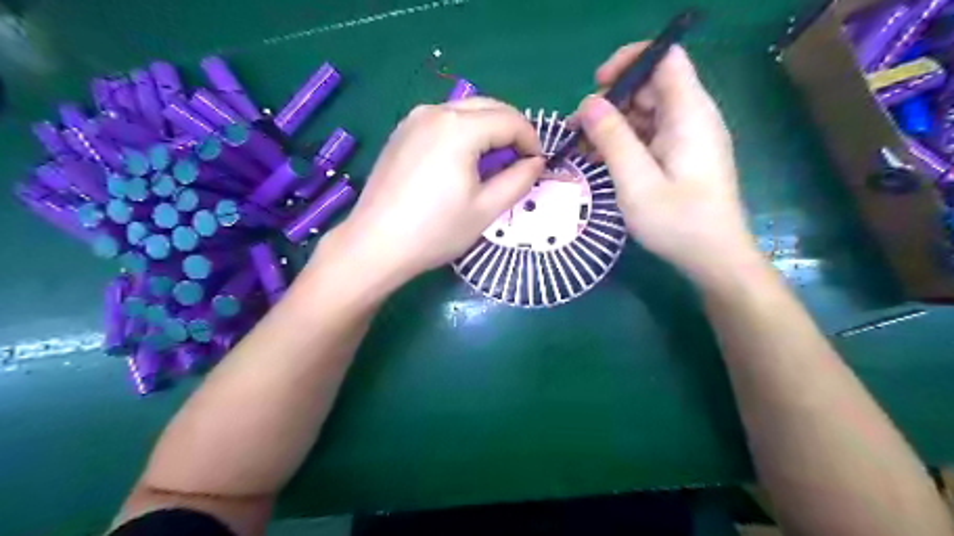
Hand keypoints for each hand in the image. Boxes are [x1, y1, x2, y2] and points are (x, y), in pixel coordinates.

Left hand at [316, 96, 543, 290]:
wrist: (375, 245)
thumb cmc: (435, 231)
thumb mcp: (486, 209)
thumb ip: (518, 181)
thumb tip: (536, 162)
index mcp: (459, 128)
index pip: (510, 120)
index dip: (531, 139)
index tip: (538, 164)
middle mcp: (435, 111)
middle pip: (488, 107)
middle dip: (511, 129)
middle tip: (520, 161)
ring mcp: (413, 120)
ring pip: (464, 111)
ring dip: (487, 129)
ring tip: (493, 163)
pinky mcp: (400, 133)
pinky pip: (442, 121)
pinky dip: (463, 133)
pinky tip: (461, 161)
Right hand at [578, 44, 765, 288]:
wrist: (714, 258)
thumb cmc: (677, 222)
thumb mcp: (636, 181)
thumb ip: (613, 138)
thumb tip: (588, 104)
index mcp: (689, 114)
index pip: (664, 58)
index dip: (630, 61)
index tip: (597, 85)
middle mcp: (692, 118)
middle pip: (650, 86)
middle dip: (612, 100)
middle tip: (578, 127)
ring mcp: (688, 138)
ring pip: (646, 112)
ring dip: (613, 125)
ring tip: (583, 149)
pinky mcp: (682, 156)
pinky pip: (650, 135)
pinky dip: (624, 142)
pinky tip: (601, 160)